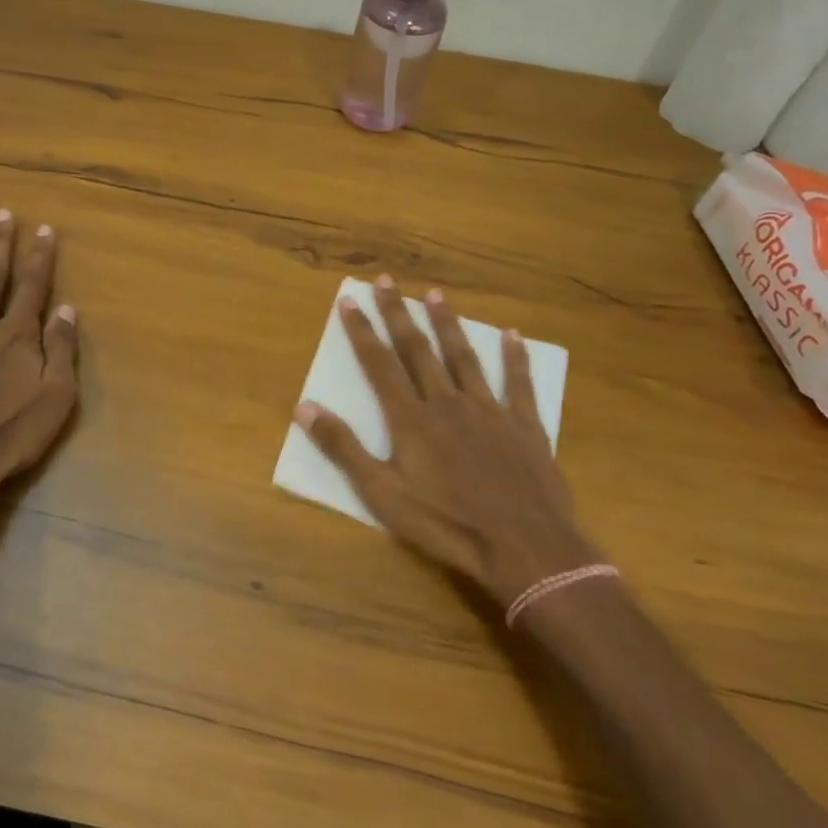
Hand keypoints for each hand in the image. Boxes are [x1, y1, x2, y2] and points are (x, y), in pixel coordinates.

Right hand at [295, 277, 598, 608]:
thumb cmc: (445, 524)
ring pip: (463, 357)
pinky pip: (518, 384)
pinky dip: (515, 358)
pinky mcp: (524, 426)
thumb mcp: (381, 493)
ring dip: (448, 324)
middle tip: (387, 280)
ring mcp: (488, 411)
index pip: (379, 364)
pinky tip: (514, 335)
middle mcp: (446, 403)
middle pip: (418, 350)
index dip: (362, 331)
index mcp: (410, 419)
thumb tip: (303, 406)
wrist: (523, 546)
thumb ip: (344, 448)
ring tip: (436, 294)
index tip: (350, 299)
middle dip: (399, 314)